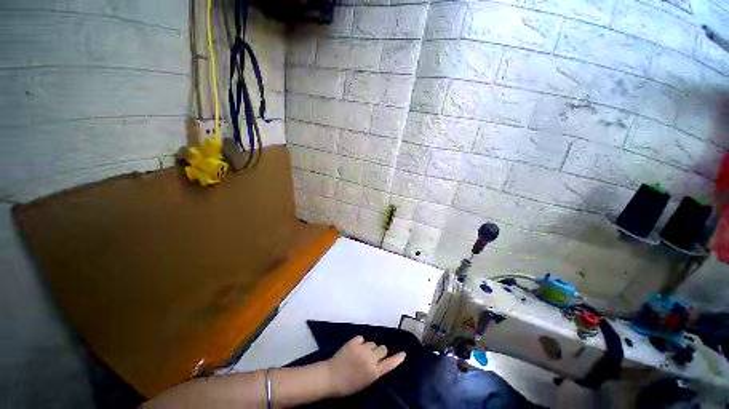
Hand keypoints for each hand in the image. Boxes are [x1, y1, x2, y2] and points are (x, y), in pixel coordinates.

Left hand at [324, 336, 405, 396]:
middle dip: (380, 351)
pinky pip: (362, 338)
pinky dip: (360, 342)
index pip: (390, 363)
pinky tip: (356, 347)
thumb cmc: (348, 385)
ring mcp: (362, 349)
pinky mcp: (354, 342)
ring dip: (370, 347)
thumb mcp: (365, 382)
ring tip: (362, 353)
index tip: (403, 353)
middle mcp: (370, 359)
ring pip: (373, 343)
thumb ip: (375, 371)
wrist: (330, 377)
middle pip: (383, 348)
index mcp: (374, 372)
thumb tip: (380, 361)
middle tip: (374, 356)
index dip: (397, 358)